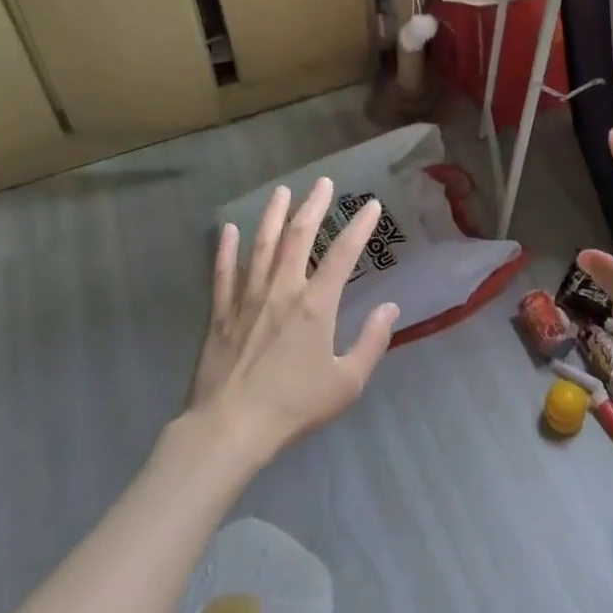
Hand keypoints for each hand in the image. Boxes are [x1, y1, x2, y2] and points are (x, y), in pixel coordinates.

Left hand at [187, 177, 398, 461]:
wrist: (230, 429)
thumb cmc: (294, 407)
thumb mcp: (346, 383)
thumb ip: (372, 343)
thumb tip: (390, 308)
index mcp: (316, 304)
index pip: (343, 254)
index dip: (360, 227)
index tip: (371, 205)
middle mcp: (283, 290)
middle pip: (299, 237)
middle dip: (314, 206)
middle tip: (324, 183)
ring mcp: (248, 298)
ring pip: (262, 245)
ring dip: (273, 215)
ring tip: (282, 191)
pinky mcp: (222, 313)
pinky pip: (224, 273)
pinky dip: (226, 249)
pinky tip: (228, 229)